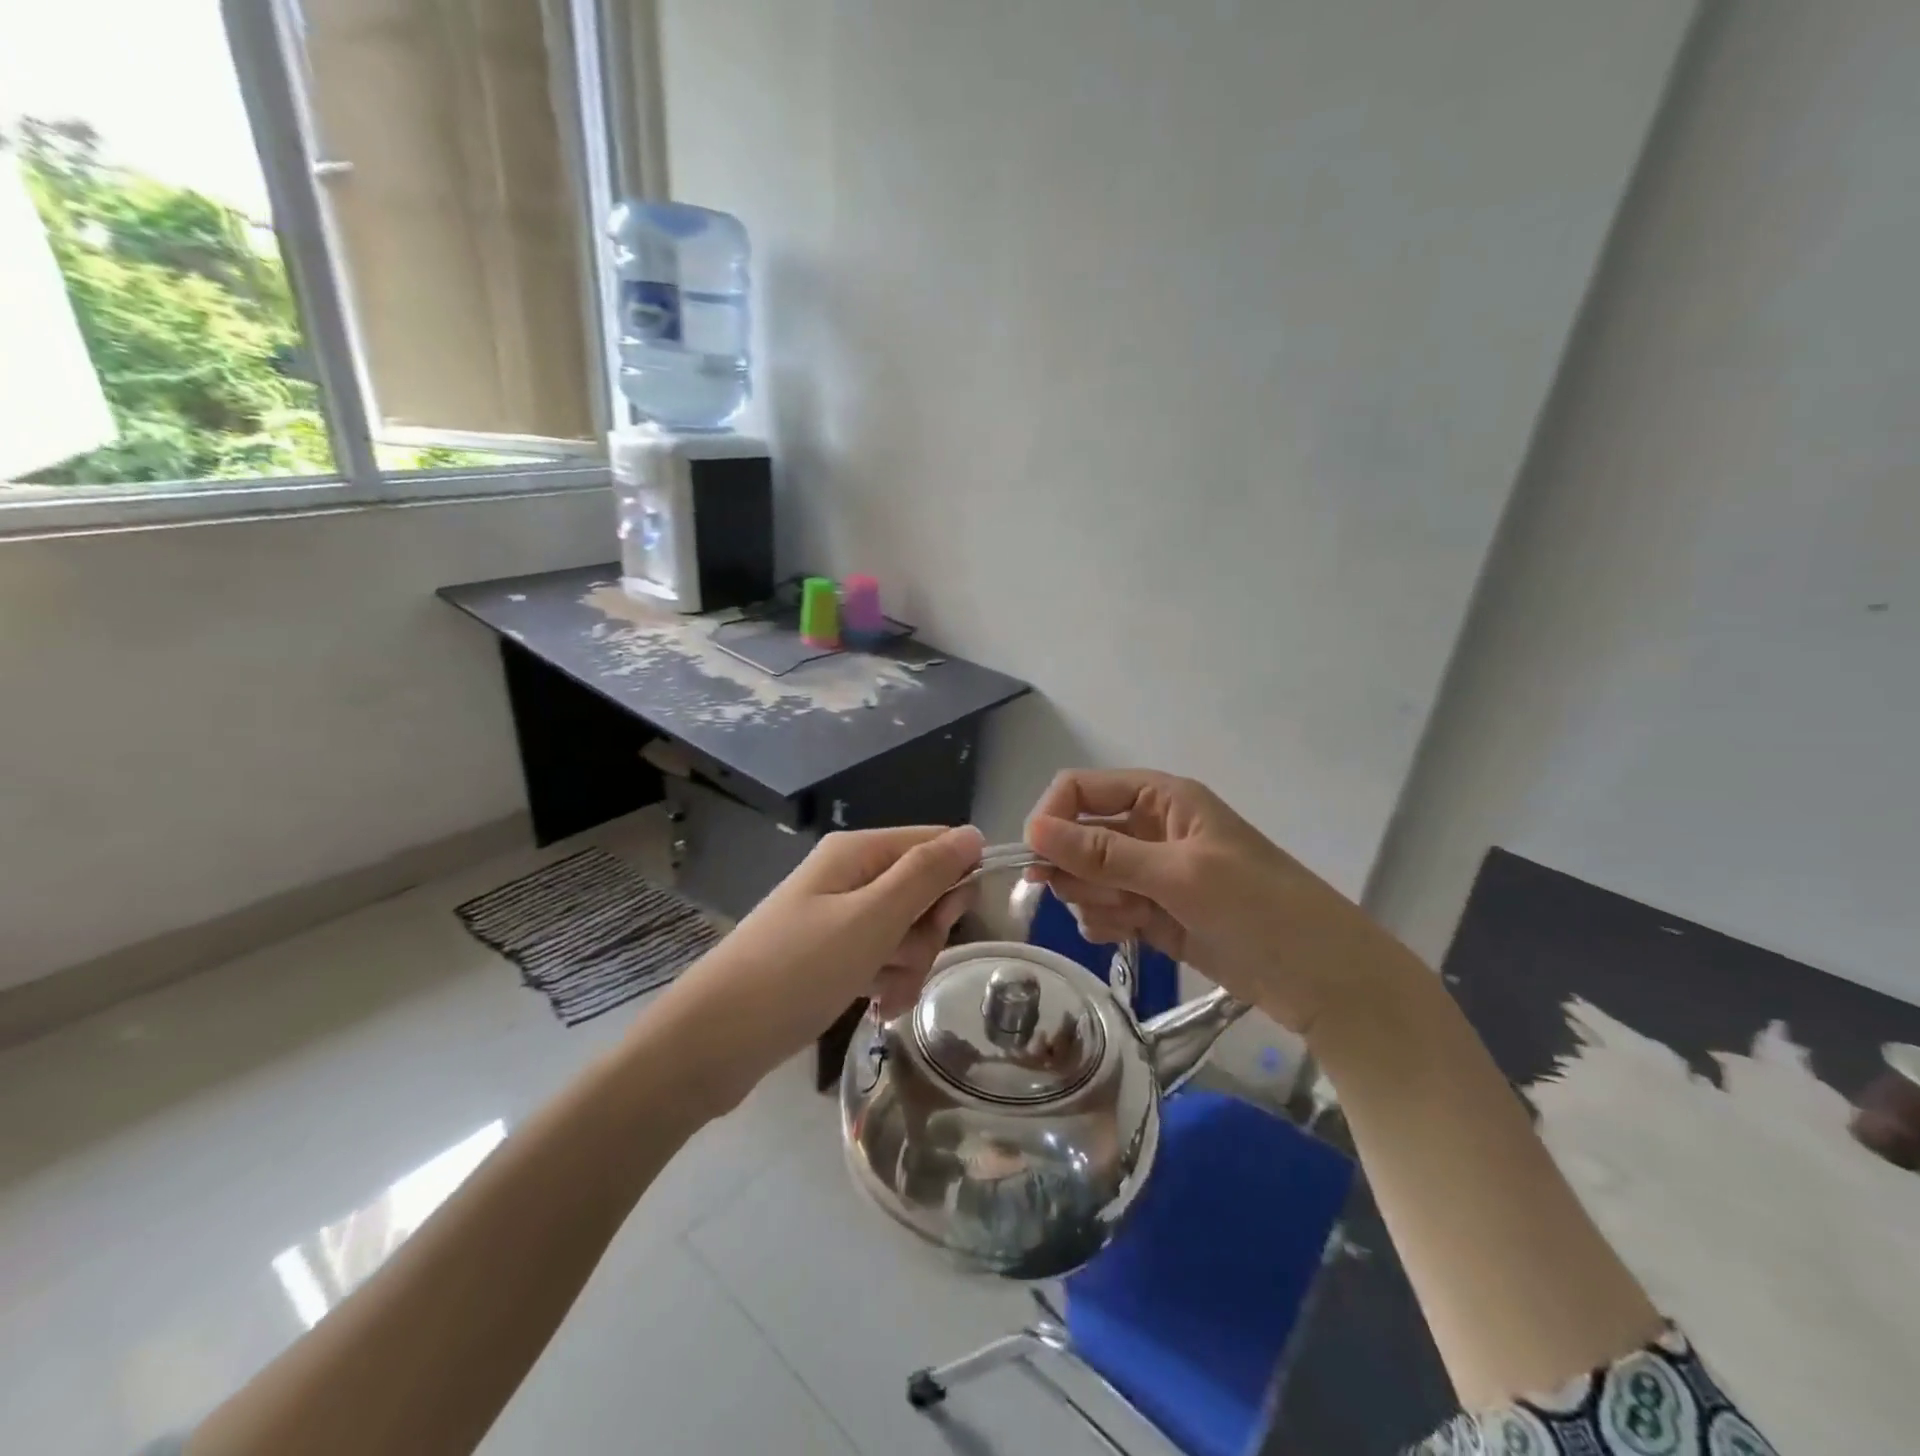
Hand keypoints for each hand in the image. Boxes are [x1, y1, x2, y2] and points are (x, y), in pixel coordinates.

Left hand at [649, 825, 983, 1109]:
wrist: (712, 1042)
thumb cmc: (796, 971)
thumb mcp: (871, 919)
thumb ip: (926, 874)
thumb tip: (973, 833)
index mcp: (857, 852)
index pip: (934, 844)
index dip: (953, 881)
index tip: (948, 922)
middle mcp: (848, 876)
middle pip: (921, 890)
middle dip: (925, 932)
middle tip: (902, 960)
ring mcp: (836, 917)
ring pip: (904, 930)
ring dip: (907, 965)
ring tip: (883, 996)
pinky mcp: (828, 955)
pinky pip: (878, 958)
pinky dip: (886, 981)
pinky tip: (877, 1007)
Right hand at [1025, 769, 1400, 1035]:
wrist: (1323, 980)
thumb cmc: (1260, 909)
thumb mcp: (1181, 875)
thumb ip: (1105, 853)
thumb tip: (1032, 829)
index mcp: (1160, 799)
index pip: (1081, 790)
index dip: (1052, 818)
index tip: (1036, 862)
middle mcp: (1149, 830)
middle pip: (1077, 838)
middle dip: (1080, 870)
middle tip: (1108, 898)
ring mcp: (1150, 874)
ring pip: (1085, 877)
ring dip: (1094, 900)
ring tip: (1132, 920)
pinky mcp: (1152, 913)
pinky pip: (1102, 909)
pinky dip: (1105, 923)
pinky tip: (1128, 936)